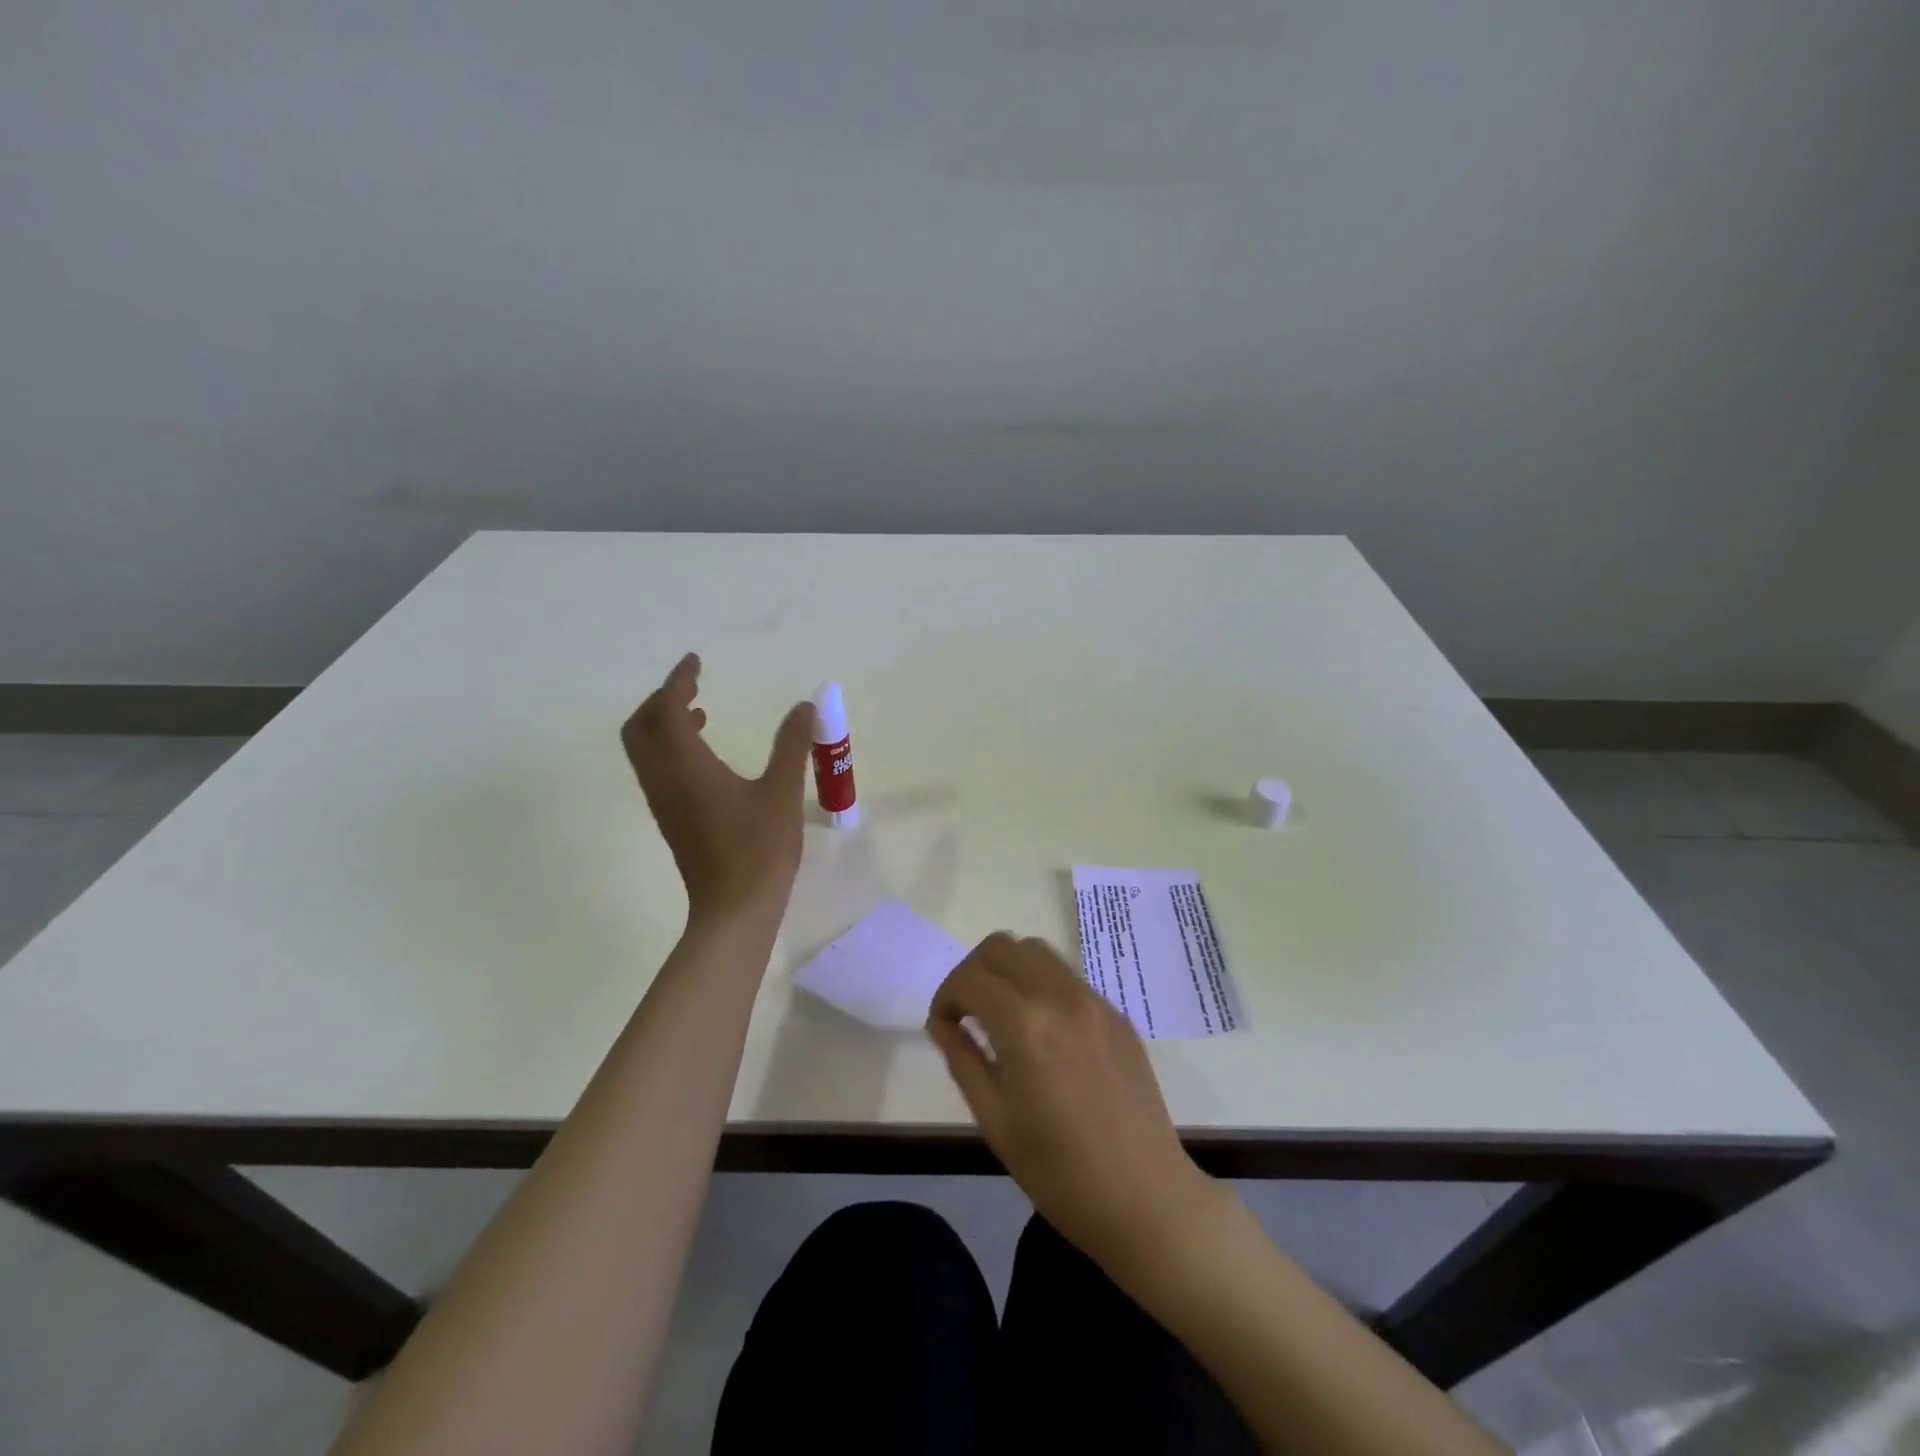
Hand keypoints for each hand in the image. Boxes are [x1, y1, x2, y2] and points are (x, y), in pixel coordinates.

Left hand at [620, 653, 814, 926]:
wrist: (734, 910)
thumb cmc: (759, 850)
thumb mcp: (783, 792)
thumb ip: (792, 746)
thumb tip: (804, 706)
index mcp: (687, 767)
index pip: (665, 709)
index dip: (678, 680)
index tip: (696, 662)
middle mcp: (664, 780)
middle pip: (640, 728)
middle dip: (660, 700)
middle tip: (693, 687)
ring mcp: (664, 802)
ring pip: (645, 750)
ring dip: (664, 724)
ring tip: (701, 712)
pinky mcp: (671, 819)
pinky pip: (658, 769)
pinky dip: (671, 748)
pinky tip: (707, 754)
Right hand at [927, 934, 1217, 1270]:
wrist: (1146, 1199)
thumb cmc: (1060, 1173)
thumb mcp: (995, 1121)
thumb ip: (962, 1059)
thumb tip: (942, 1023)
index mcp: (1026, 1026)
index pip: (970, 978)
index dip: (945, 996)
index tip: (943, 1026)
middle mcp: (1060, 997)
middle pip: (1002, 946)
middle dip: (973, 971)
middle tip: (967, 1012)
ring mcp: (1094, 1001)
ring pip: (1036, 951)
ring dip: (1008, 970)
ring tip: (1002, 1015)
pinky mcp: (1116, 1013)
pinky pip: (1067, 977)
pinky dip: (1040, 985)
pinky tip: (1042, 1031)